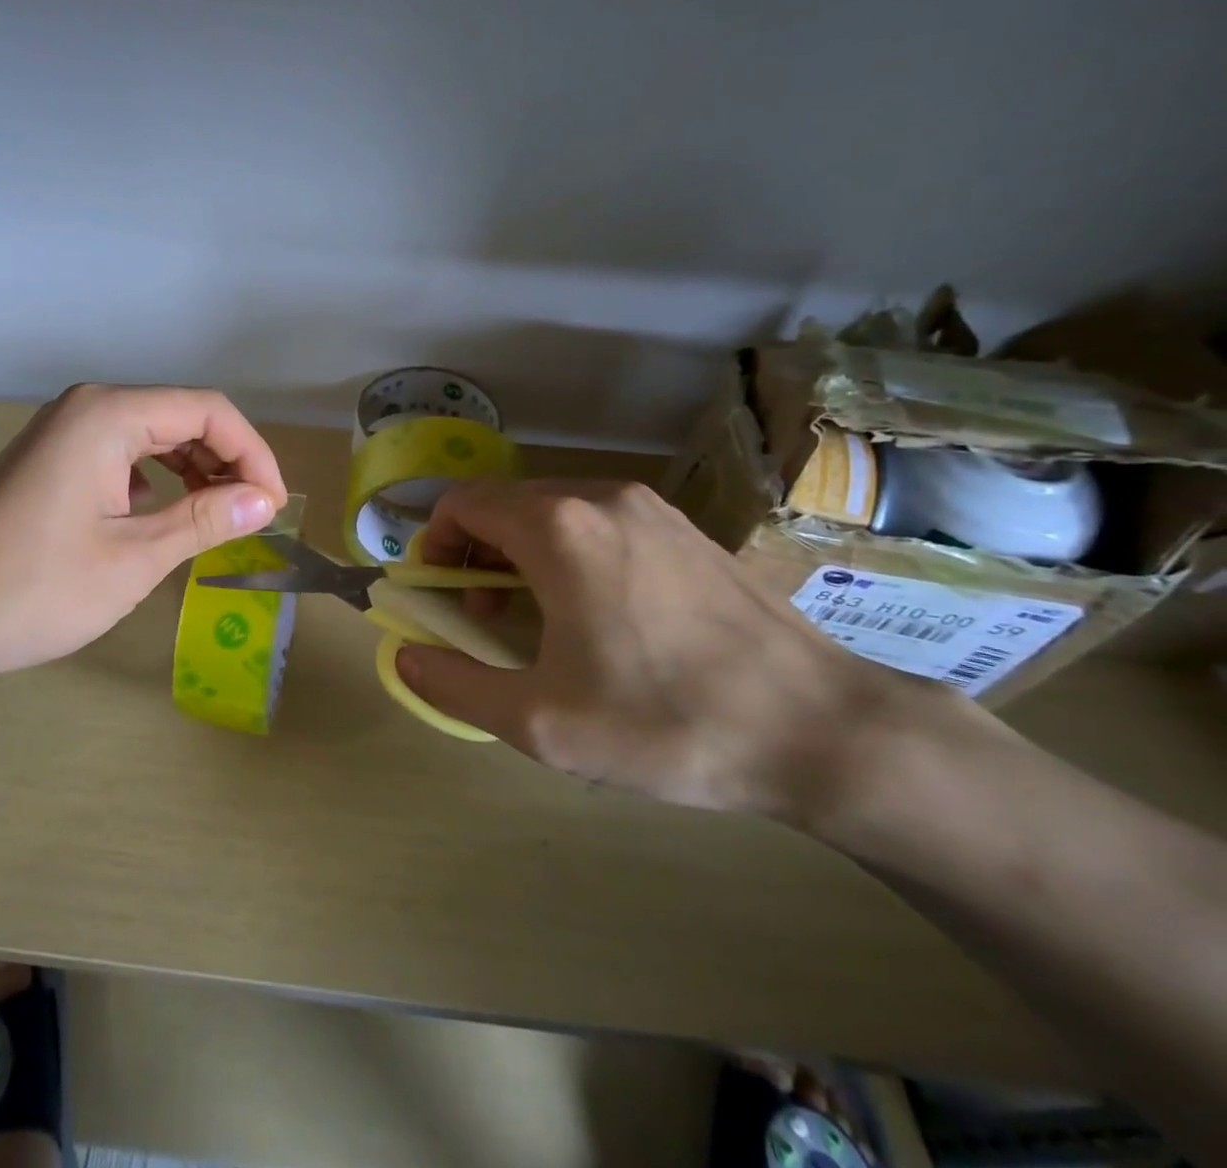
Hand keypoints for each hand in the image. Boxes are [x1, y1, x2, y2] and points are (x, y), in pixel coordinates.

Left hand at [0, 384, 286, 685]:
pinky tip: (162, 519)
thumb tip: (266, 501)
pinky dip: (157, 482)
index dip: (253, 454)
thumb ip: (206, 520)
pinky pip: (123, 456)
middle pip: (181, 417)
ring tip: (217, 519)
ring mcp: (64, 432)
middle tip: (252, 516)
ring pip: (153, 437)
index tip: (274, 505)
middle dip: (226, 462)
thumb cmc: (37, 587)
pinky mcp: (52, 461)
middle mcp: (87, 408)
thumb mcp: (135, 557)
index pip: (208, 410)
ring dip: (194, 472)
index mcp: (108, 414)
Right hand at [395, 478, 914, 822]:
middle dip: (475, 553)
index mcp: (557, 527)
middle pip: (504, 504)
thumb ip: (454, 684)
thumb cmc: (668, 722)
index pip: (463, 503)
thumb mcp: (540, 722)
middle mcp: (599, 497)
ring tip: (534, 618)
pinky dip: (567, 551)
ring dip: (519, 552)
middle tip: (480, 617)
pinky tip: (594, 612)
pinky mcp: (683, 527)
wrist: (823, 731)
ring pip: (550, 511)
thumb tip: (405, 658)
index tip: (438, 594)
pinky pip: (597, 521)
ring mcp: (649, 506)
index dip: (434, 544)